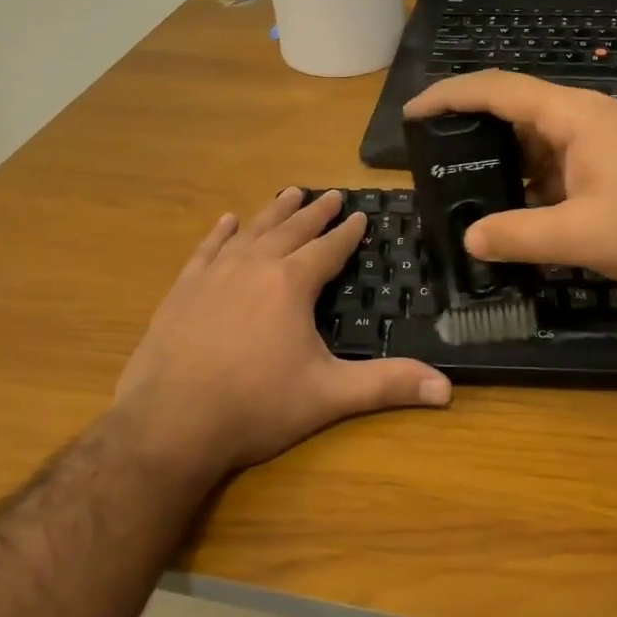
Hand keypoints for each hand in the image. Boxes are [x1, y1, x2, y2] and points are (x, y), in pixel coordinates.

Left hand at [112, 188, 451, 481]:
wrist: (169, 423)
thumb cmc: (256, 406)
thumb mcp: (328, 395)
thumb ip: (387, 385)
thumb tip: (447, 389)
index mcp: (291, 284)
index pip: (328, 249)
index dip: (347, 232)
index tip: (360, 214)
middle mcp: (254, 267)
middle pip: (291, 230)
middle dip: (314, 213)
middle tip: (330, 195)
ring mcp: (213, 275)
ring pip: (251, 232)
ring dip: (273, 212)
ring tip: (289, 193)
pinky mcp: (183, 290)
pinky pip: (207, 249)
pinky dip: (221, 233)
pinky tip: (228, 221)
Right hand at [404, 71, 616, 290]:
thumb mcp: (582, 236)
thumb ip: (518, 235)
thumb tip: (470, 239)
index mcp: (573, 117)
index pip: (497, 89)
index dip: (449, 95)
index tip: (412, 112)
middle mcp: (586, 118)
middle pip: (515, 110)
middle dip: (471, 130)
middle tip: (434, 160)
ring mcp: (606, 141)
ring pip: (538, 141)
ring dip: (503, 161)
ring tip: (467, 189)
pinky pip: (560, 164)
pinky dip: (532, 181)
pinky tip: (519, 210)